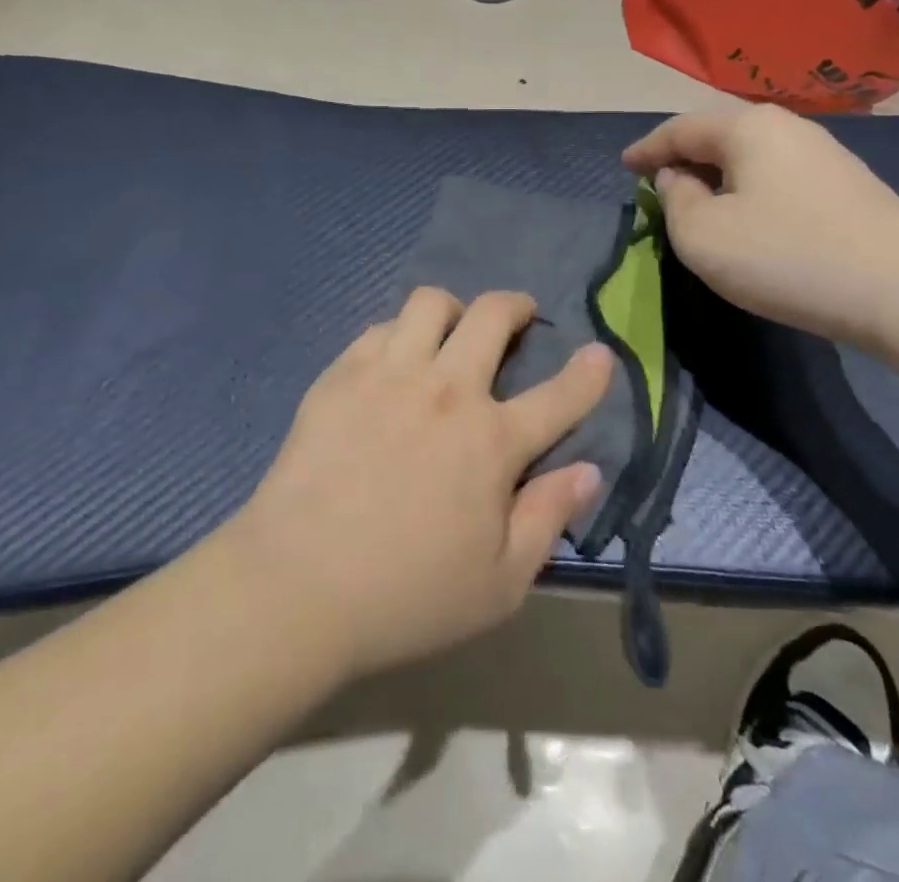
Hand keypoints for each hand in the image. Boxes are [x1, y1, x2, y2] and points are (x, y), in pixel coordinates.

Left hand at [227, 289, 611, 680]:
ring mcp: (390, 374)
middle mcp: (446, 391)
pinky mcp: (342, 374)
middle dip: (514, 306)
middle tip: (516, 318)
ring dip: (452, 310)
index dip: (589, 372)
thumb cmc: (407, 595)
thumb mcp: (500, 584)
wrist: (297, 585)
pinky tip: (394, 362)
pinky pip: (380, 327)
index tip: (600, 353)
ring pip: (430, 303)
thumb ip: (549, 519)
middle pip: (491, 315)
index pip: (559, 396)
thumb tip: (588, 470)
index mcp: (491, 441)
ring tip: (450, 333)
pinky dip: (399, 334)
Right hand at [623, 106, 898, 343]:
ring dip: (718, 177)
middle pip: (718, 136)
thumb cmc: (786, 255)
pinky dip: (749, 191)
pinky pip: (778, 178)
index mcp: (747, 127)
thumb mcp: (702, 235)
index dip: (646, 149)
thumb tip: (680, 179)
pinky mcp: (848, 187)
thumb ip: (675, 201)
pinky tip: (749, 219)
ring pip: (751, 158)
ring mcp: (824, 155)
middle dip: (683, 159)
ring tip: (698, 203)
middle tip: (657, 186)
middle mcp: (787, 128)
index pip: (680, 129)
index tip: (624, 166)